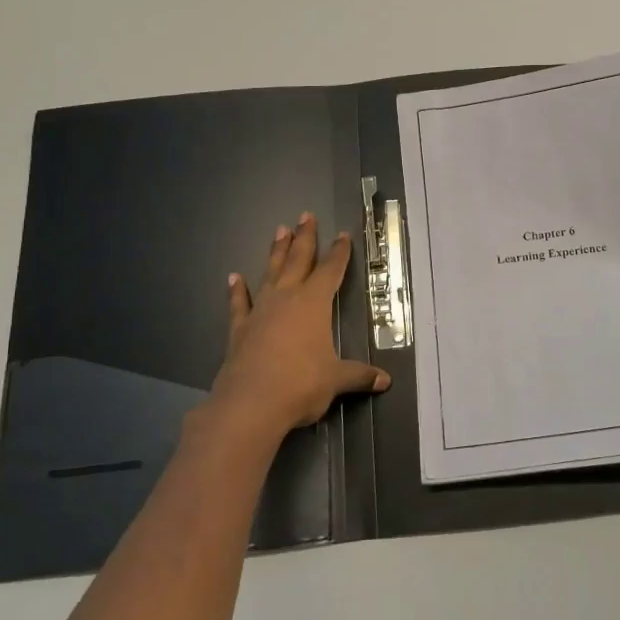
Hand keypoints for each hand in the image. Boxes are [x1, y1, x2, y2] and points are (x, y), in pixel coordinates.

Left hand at [207, 212, 390, 441]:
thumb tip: (385, 381)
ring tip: (279, 230)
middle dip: (305, 238)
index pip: (330, 271)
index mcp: (313, 304)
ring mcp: (260, 311)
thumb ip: (359, 375)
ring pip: (270, 273)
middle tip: (306, 215)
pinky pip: (239, 303)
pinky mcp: (239, 329)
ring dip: (275, 252)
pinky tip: (234, 277)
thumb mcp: (336, 380)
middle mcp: (286, 299)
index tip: (343, 235)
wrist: (250, 404)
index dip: (339, 253)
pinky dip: (237, 290)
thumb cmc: (300, 385)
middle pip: (298, 261)